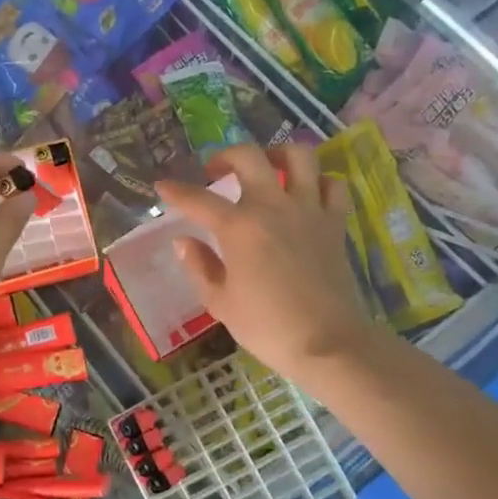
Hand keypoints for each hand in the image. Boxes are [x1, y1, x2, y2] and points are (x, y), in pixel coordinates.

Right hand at [155, 144, 368, 382]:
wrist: (328, 344)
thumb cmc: (267, 326)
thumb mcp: (220, 302)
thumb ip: (199, 266)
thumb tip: (184, 241)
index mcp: (239, 227)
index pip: (198, 200)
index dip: (176, 191)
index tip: (162, 187)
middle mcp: (273, 207)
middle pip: (249, 157)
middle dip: (225, 156)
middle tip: (215, 171)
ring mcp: (309, 210)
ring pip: (298, 157)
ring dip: (277, 154)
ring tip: (266, 167)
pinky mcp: (335, 223)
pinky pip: (333, 185)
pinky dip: (319, 181)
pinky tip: (307, 192)